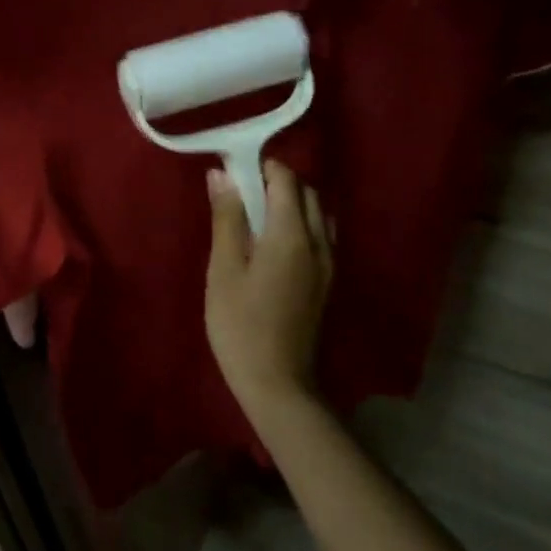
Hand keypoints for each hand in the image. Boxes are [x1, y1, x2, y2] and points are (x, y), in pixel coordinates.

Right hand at [205, 160, 333, 420]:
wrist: (277, 383)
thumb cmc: (240, 324)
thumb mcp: (224, 269)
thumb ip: (227, 218)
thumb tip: (222, 174)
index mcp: (292, 235)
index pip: (286, 180)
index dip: (261, 167)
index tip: (234, 171)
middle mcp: (319, 242)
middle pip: (307, 193)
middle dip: (278, 182)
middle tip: (241, 193)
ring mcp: (328, 264)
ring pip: (318, 214)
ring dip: (292, 203)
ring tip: (257, 217)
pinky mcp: (327, 282)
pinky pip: (321, 235)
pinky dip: (301, 224)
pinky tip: (274, 244)